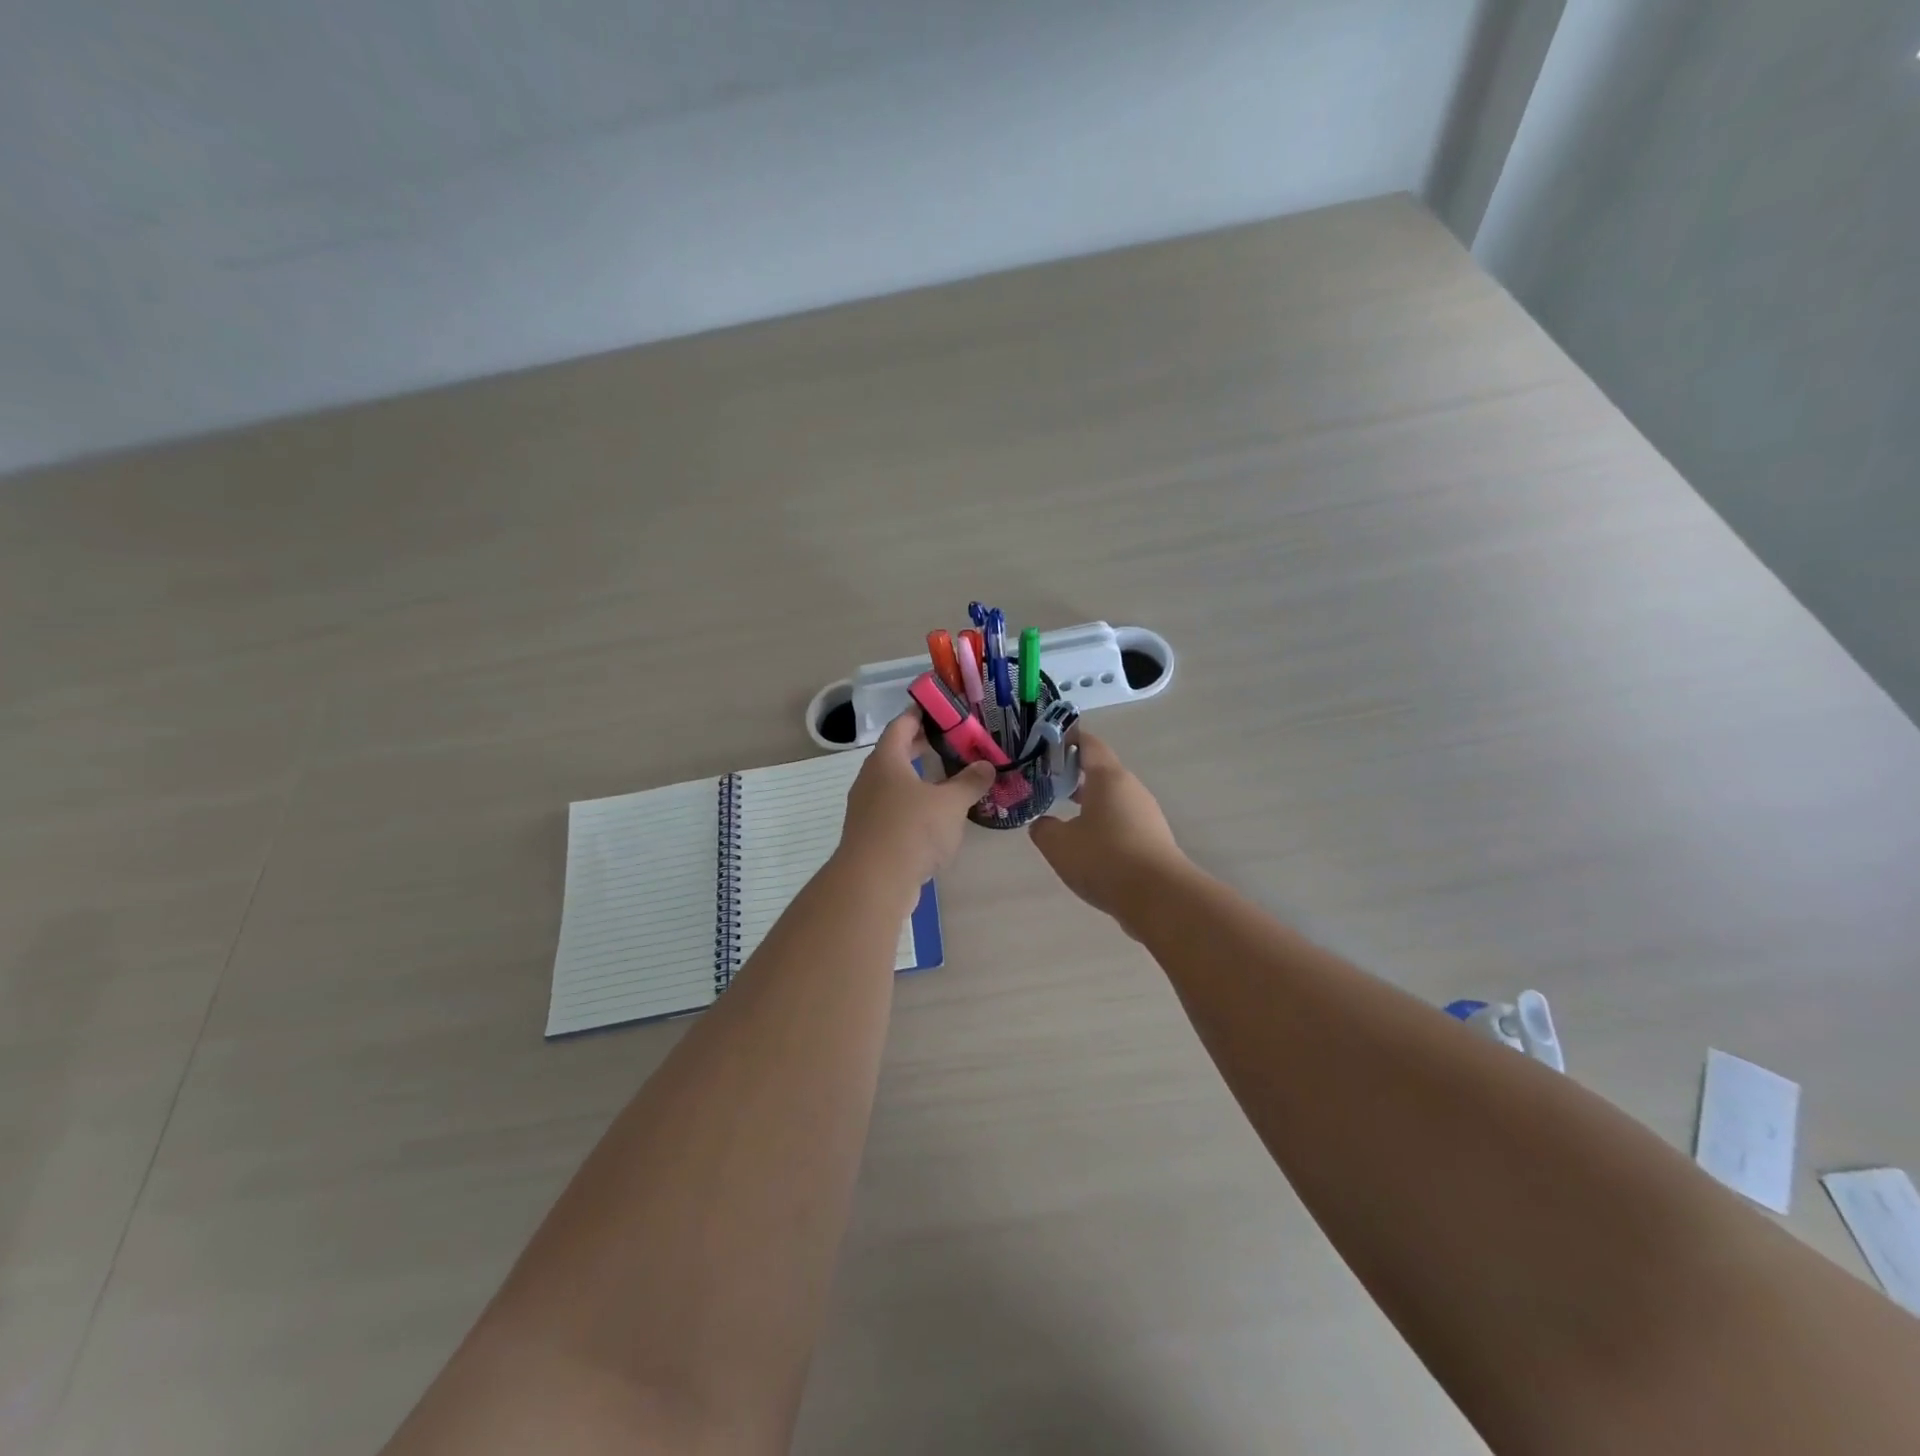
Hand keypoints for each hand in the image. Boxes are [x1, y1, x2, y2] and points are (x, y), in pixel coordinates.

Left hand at [839, 710, 995, 894]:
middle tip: (953, 740)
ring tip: (949, 777)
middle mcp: (872, 779)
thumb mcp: (950, 803)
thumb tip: (987, 766)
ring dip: (920, 777)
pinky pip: (895, 808)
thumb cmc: (911, 830)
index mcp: (886, 760)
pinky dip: (915, 804)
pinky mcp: (872, 834)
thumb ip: (970, 782)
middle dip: (923, 745)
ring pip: (896, 782)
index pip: (902, 724)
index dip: (921, 713)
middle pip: (897, 752)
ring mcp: (868, 808)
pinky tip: (936, 815)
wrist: (874, 882)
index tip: (943, 708)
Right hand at [1028, 732, 1188, 930]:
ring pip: (1113, 799)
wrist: (1159, 897)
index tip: (1047, 743)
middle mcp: (1131, 789)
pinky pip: (1123, 822)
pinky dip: (1104, 825)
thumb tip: (1043, 824)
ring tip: (1064, 817)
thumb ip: (1043, 829)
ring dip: (1090, 803)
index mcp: (1108, 778)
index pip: (1089, 744)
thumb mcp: (1058, 845)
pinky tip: (1089, 847)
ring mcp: (1146, 814)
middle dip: (1075, 775)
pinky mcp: (1153, 839)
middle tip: (1048, 783)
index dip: (1068, 739)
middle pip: (1101, 772)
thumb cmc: (1104, 859)